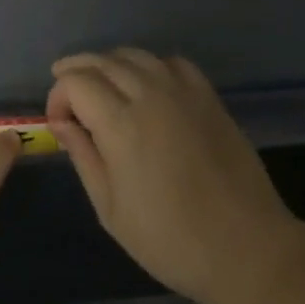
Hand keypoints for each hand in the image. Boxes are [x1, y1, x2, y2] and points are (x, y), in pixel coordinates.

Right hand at [47, 49, 297, 303]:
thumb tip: (61, 123)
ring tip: (102, 86)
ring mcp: (182, 91)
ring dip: (110, 64)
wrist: (245, 248)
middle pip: (102, 61)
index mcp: (121, 124)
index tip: (58, 122)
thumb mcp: (111, 209)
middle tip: (68, 96)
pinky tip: (148, 86)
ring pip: (134, 55)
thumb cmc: (171, 240)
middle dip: (77, 72)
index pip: (76, 82)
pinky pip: (171, 62)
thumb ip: (83, 157)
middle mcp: (149, 94)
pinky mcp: (208, 95)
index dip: (58, 95)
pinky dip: (150, 66)